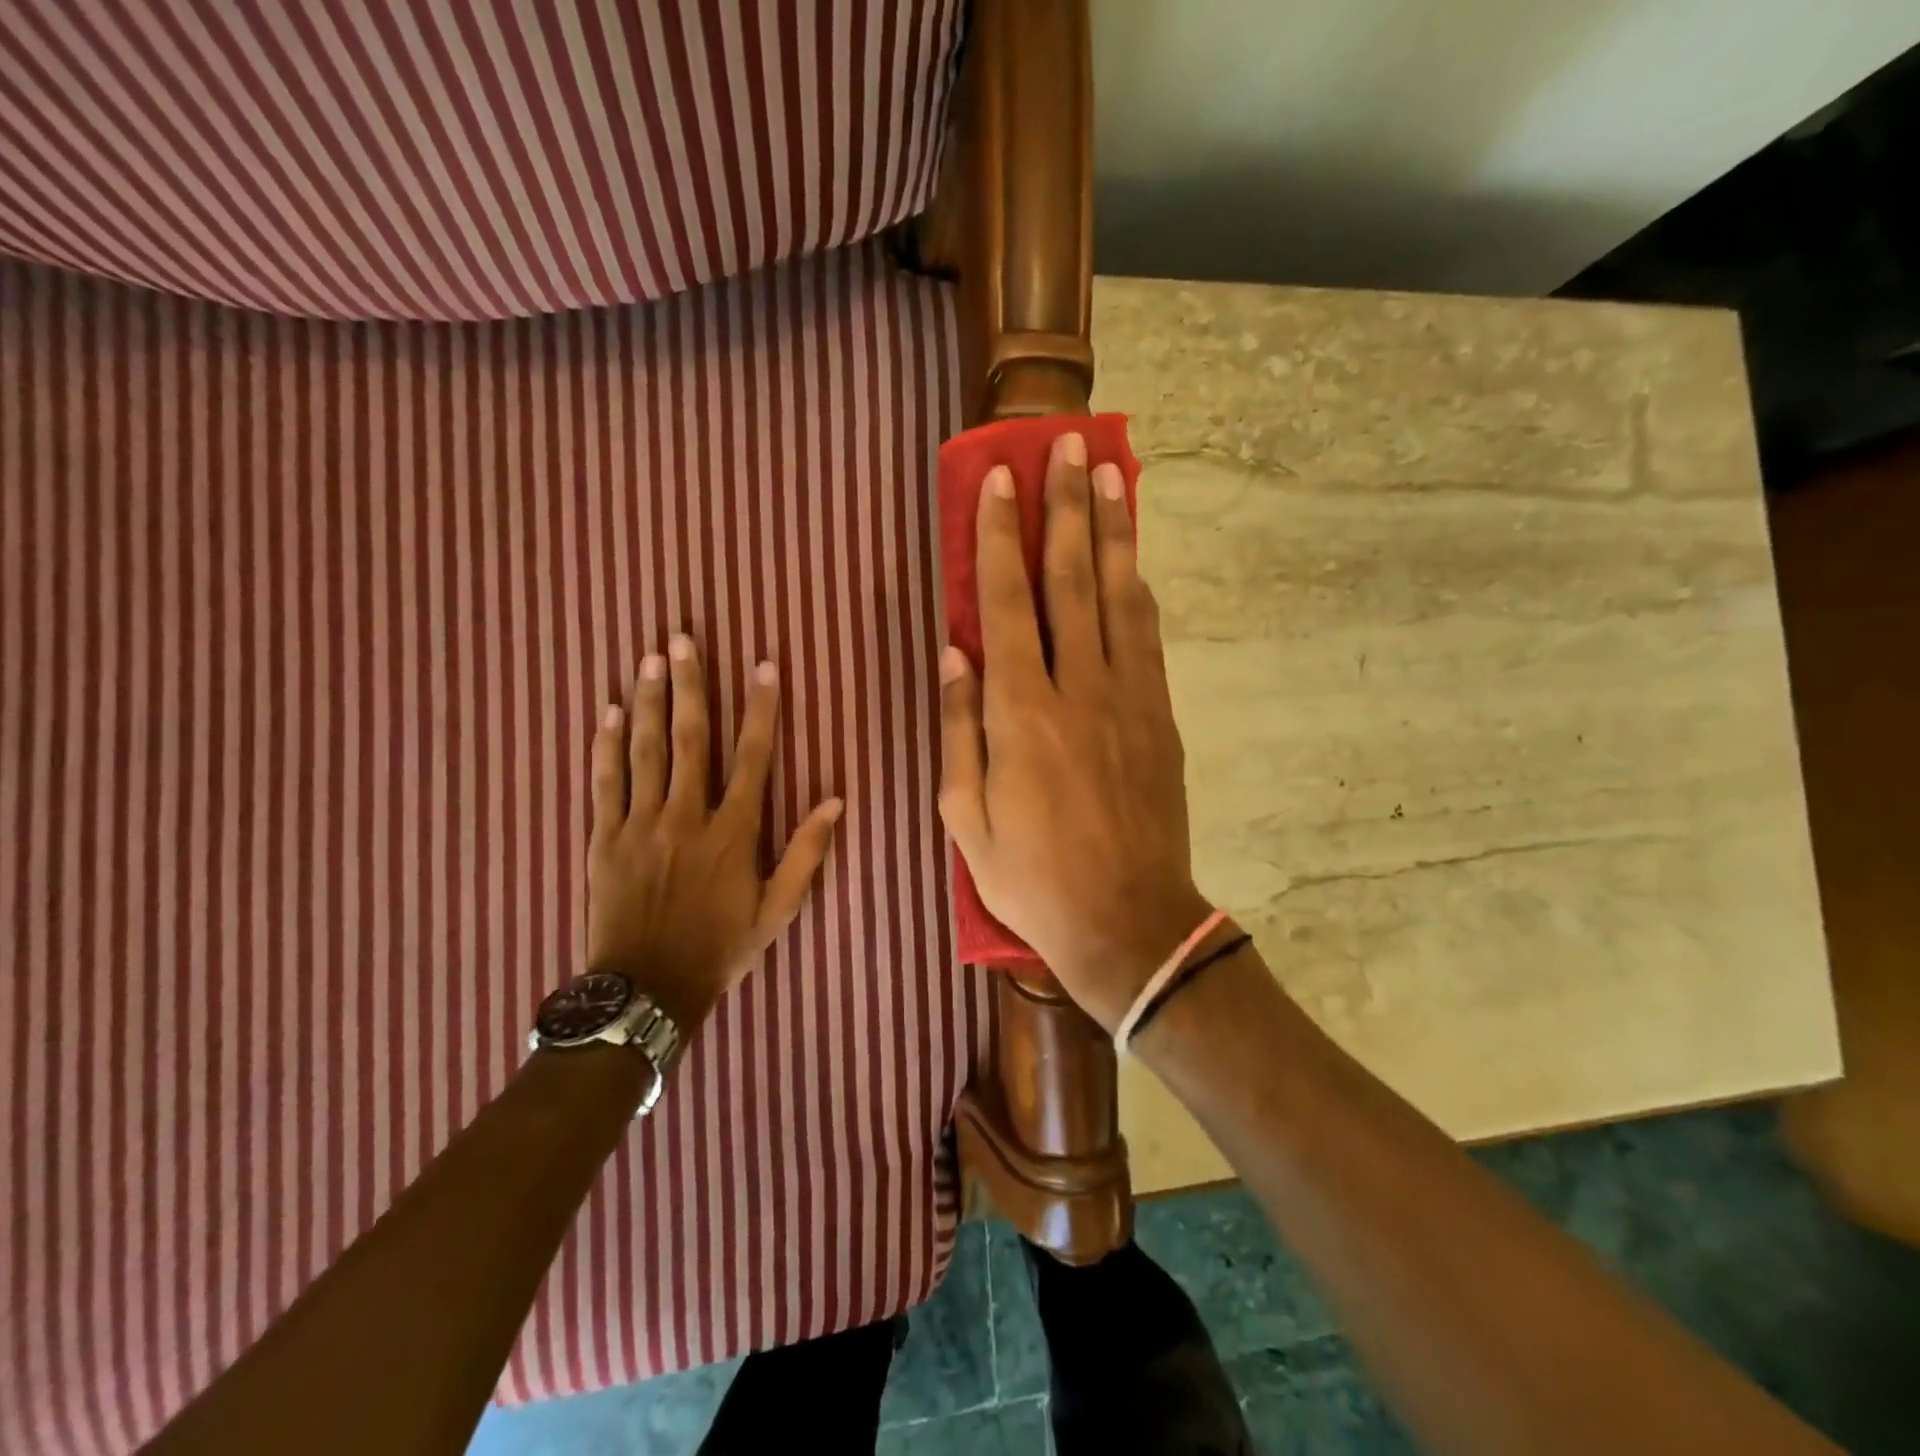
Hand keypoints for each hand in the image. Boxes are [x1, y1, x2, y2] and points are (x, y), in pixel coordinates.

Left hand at [588, 633, 842, 1034]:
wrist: (646, 989)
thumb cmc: (720, 948)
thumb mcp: (778, 910)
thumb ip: (806, 853)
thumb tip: (836, 801)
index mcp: (732, 831)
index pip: (751, 756)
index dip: (760, 708)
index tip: (763, 666)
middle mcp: (685, 816)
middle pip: (688, 738)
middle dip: (689, 685)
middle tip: (681, 639)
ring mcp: (640, 824)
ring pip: (644, 750)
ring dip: (646, 701)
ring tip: (648, 659)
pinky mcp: (604, 838)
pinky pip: (605, 782)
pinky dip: (605, 745)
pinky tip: (607, 712)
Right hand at [937, 432, 1211, 1031]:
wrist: (1128, 921)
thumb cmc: (1032, 877)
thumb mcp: (966, 817)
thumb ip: (959, 729)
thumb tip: (953, 654)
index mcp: (1020, 714)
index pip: (1006, 604)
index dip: (999, 537)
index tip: (999, 479)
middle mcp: (1078, 690)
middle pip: (1071, 581)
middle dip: (1063, 509)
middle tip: (1064, 447)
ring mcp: (1129, 699)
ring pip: (1119, 597)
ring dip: (1112, 532)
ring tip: (1108, 475)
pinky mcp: (1161, 717)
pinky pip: (1149, 638)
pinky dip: (1138, 590)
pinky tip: (1133, 560)